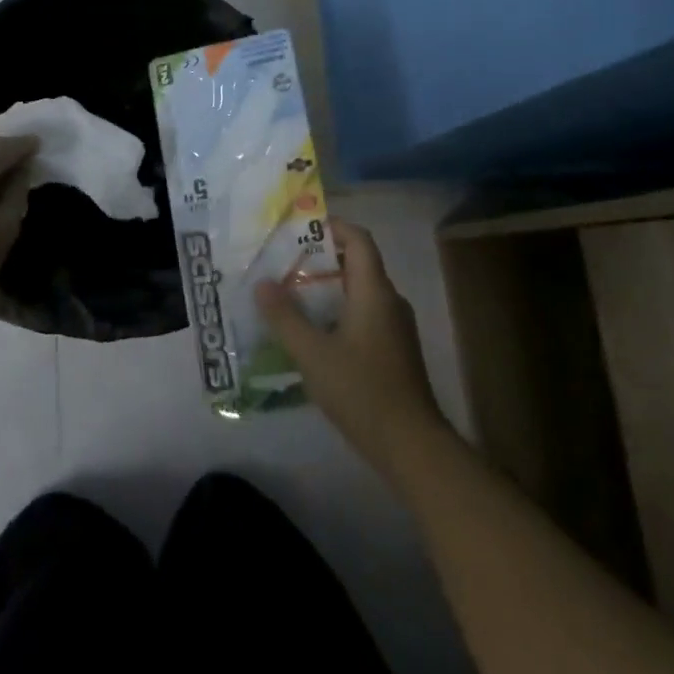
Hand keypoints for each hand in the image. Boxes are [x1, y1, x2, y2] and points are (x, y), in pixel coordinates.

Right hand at [256, 220, 449, 484]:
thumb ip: (285, 317)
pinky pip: (362, 317)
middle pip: (357, 265)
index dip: (332, 227)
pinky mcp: (393, 352)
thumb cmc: (362, 390)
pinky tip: (311, 336)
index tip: (298, 229)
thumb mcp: (313, 353)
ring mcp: (395, 329)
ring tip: (288, 298)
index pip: (359, 240)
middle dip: (319, 260)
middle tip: (281, 264)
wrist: (411, 445)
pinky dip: (336, 314)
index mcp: (375, 291)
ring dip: (326, 290)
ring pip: (358, 294)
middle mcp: (389, 302)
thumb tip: (262, 283)